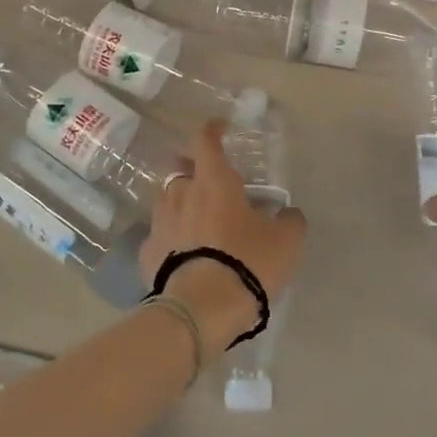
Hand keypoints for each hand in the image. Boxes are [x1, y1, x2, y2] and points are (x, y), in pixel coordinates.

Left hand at [140, 120, 306, 350]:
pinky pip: (161, 239)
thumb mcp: (286, 242)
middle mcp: (180, 194)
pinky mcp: (147, 254)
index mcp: (214, 182)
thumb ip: (289, 221)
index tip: (220, 128)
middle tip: (215, 190)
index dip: (213, 130)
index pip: (206, 141)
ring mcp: (158, 223)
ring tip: (200, 227)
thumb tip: (287, 214)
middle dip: (196, 176)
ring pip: (169, 203)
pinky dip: (172, 242)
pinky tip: (185, 258)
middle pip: (183, 172)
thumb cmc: (247, 263)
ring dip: (183, 207)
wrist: (202, 309)